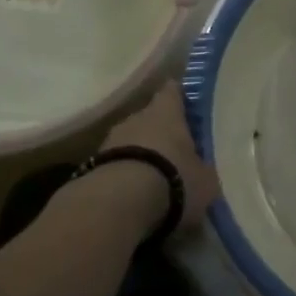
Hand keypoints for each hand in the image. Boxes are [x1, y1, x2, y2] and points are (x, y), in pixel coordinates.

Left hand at [101, 82, 218, 233]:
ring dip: (140, 156)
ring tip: (153, 178)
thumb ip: (203, 170)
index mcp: (166, 111)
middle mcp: (136, 117)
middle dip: (160, 133)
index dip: (179, 97)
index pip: (172, 91)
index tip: (186, 104)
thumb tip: (202, 171)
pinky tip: (133, 196)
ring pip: (129, 142)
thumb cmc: (172, 179)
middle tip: (174, 151)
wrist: (117, 204)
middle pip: (149, 118)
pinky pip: (114, 165)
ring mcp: (109, 141)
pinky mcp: (91, 167)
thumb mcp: (205, 180)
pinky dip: (124, 176)